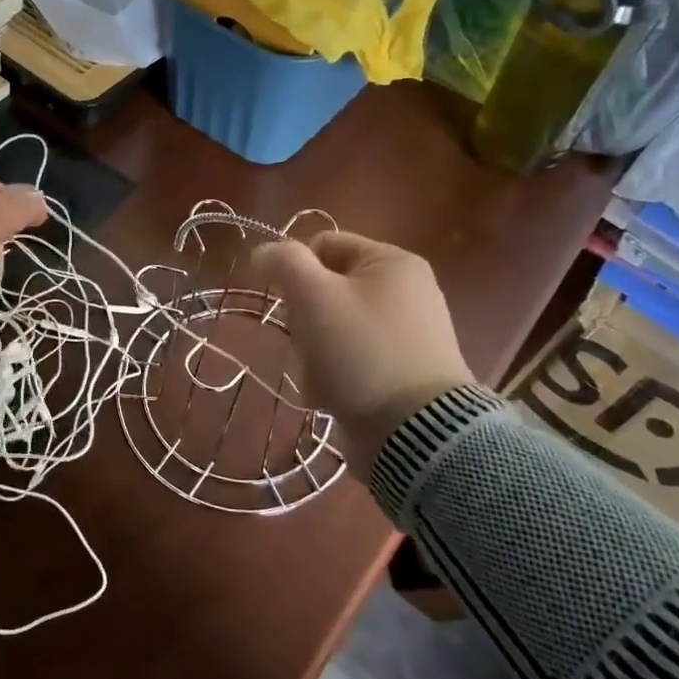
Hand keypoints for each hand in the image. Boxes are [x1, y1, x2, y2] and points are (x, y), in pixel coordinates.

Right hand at [251, 232, 474, 462]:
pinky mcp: (403, 372)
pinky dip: (335, 375)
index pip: (323, 245)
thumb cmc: (361, 351)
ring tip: (320, 378)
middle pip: (326, 290)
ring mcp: (408, 334)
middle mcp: (407, 291)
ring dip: (315, 352)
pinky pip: (353, 360)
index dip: (295, 270)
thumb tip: (264, 252)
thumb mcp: (314, 295)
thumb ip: (284, 262)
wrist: (415, 434)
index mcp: (392, 262)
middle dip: (305, 320)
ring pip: (334, 328)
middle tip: (307, 344)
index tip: (286, 303)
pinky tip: (332, 396)